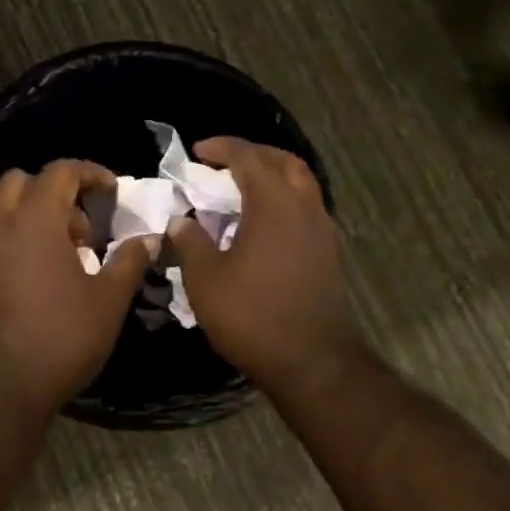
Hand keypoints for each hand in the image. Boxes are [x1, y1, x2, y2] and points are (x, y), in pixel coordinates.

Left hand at [0, 160, 154, 418]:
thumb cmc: (60, 337)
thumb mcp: (108, 300)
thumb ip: (129, 261)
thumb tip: (147, 239)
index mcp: (34, 219)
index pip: (59, 171)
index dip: (90, 172)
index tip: (113, 190)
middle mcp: (0, 225)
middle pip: (23, 181)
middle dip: (57, 190)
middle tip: (85, 225)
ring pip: (6, 209)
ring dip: (38, 215)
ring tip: (71, 255)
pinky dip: (22, 237)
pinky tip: (47, 276)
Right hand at [166, 138, 365, 393]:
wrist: (312, 362)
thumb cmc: (252, 316)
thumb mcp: (206, 279)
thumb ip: (191, 243)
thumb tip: (181, 222)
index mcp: (274, 204)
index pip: (248, 157)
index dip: (221, 148)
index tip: (197, 152)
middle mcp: (304, 207)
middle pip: (283, 162)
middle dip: (253, 155)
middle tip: (222, 164)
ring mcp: (322, 231)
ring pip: (300, 184)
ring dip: (271, 177)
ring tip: (238, 191)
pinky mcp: (327, 253)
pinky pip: (304, 209)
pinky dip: (281, 202)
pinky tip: (258, 224)